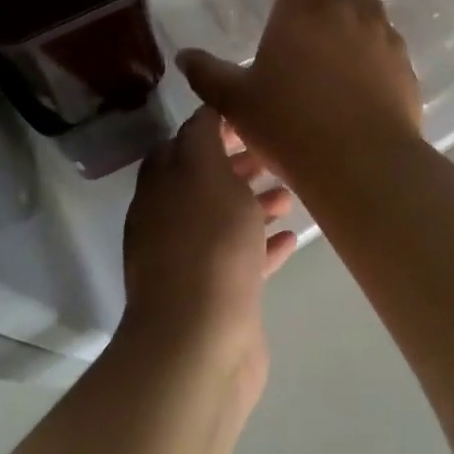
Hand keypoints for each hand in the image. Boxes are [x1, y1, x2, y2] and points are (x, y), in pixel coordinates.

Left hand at [121, 107, 297, 397]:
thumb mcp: (205, 172)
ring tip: (291, 194)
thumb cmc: (208, 245)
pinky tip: (292, 237)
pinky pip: (242, 259)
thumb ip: (203, 135)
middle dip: (238, 164)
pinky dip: (263, 244)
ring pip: (224, 219)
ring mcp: (190, 261)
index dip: (214, 126)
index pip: (182, 142)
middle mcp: (168, 221)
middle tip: (275, 153)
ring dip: (254, 202)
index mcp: (161, 187)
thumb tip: (205, 108)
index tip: (251, 116)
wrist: (200, 344)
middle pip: (204, 181)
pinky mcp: (216, 296)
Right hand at [176, 0, 423, 192]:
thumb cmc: (290, 126)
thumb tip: (185, 56)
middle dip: (319, 8)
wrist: (363, 164)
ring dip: (349, 29)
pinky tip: (358, 93)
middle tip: (300, 46)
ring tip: (332, 66)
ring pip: (366, 15)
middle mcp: (348, 10)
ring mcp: (383, 36)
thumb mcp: (236, 103)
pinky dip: (372, 57)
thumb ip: (207, 74)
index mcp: (305, 7)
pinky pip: (387, 47)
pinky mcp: (405, 64)